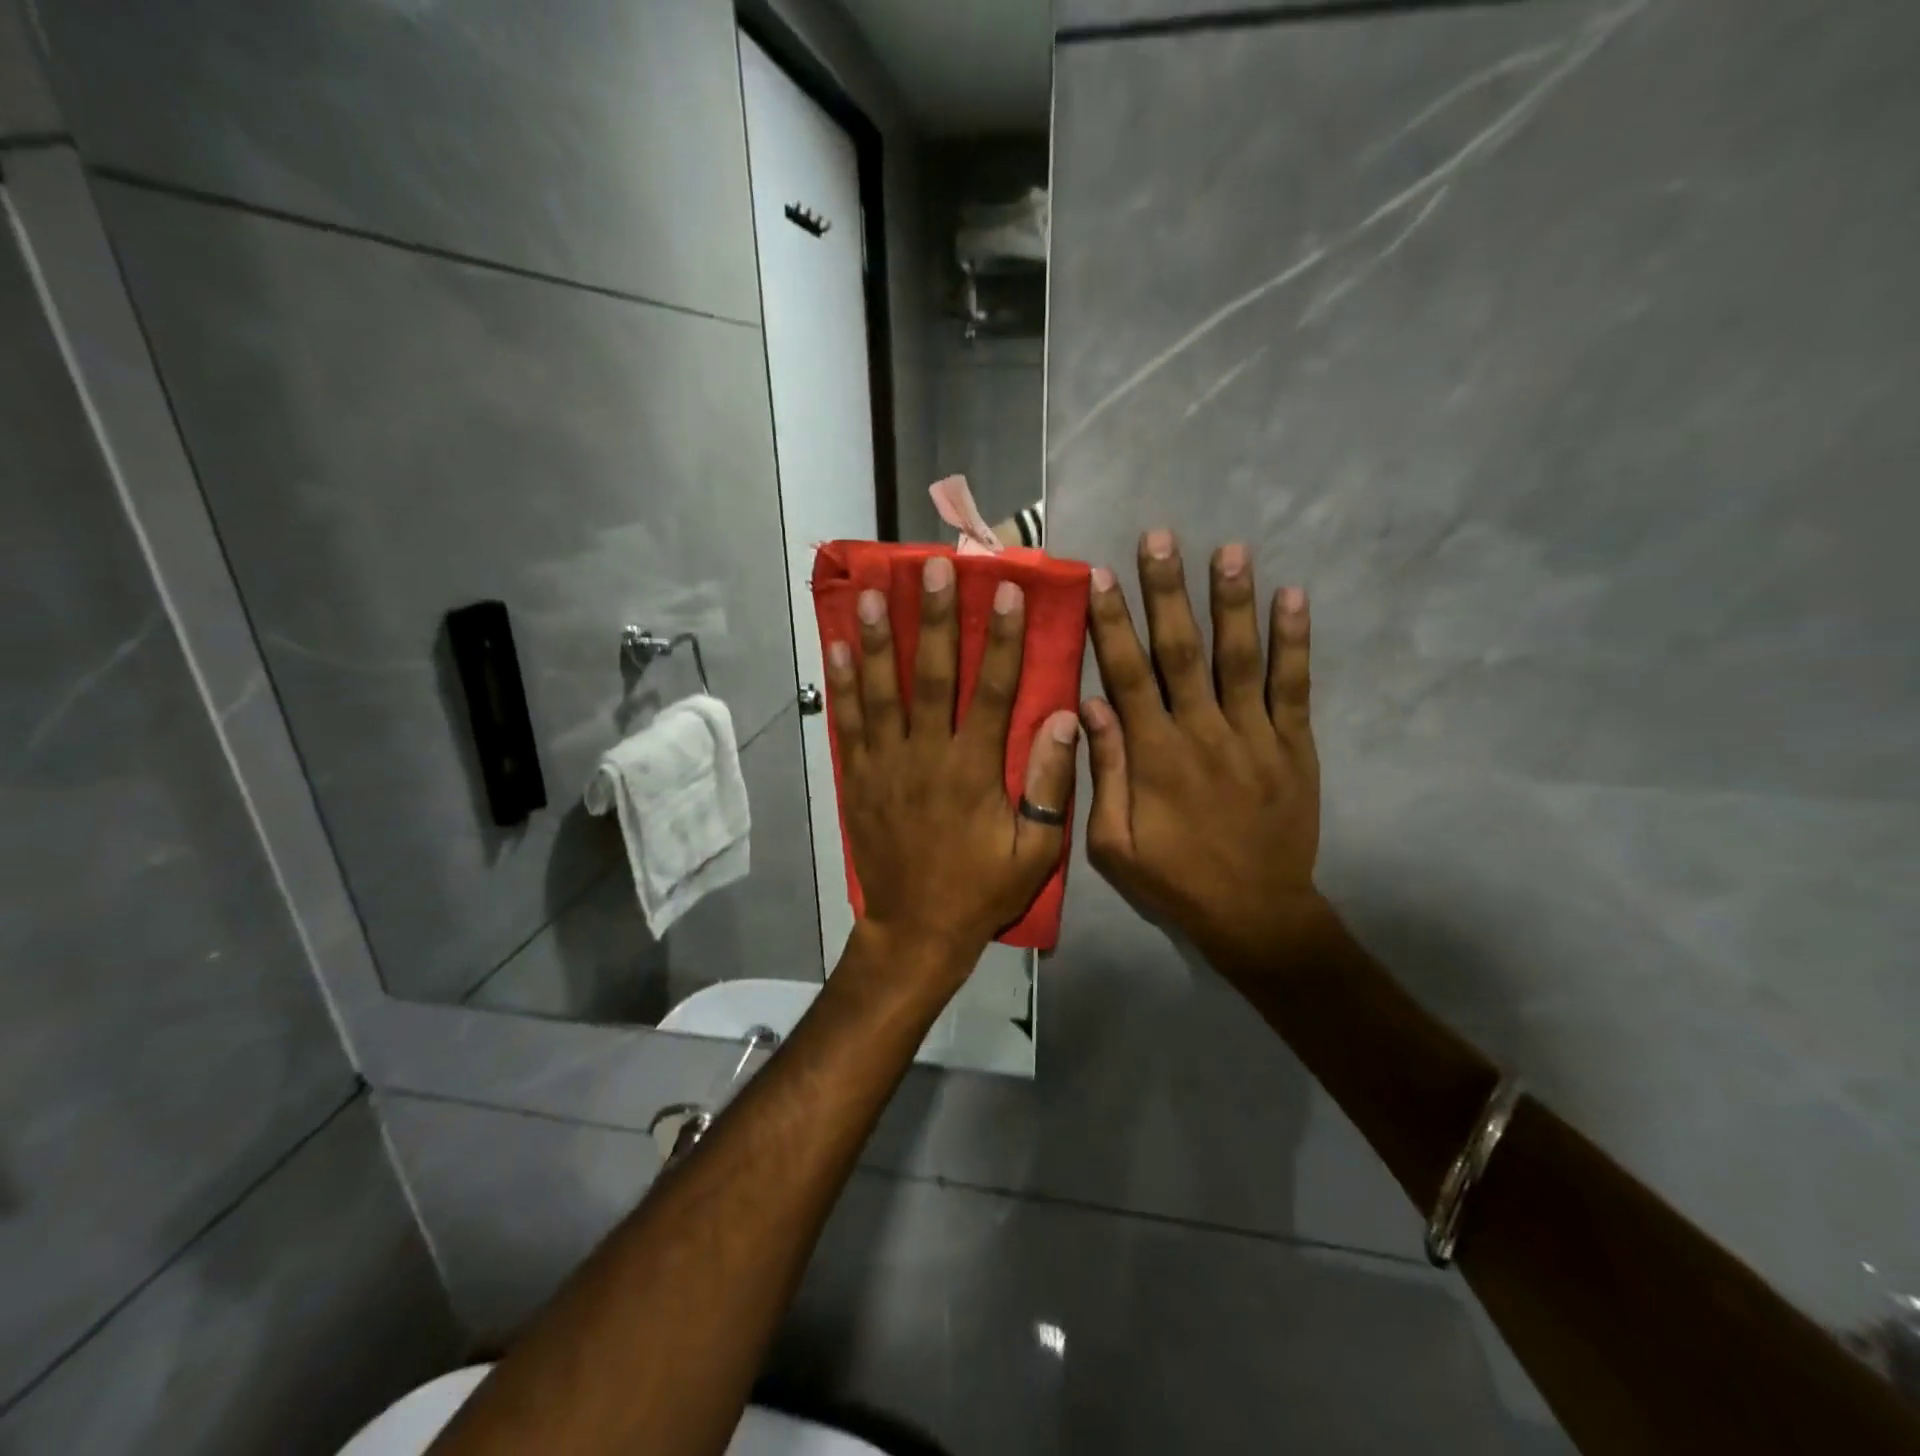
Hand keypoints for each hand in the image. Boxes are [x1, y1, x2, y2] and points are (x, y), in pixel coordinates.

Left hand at [824, 555, 1080, 987]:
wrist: (916, 928)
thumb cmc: (981, 888)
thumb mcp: (1035, 850)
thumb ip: (1050, 784)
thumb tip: (1068, 718)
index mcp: (974, 769)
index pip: (994, 691)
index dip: (1003, 639)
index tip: (1007, 591)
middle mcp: (927, 755)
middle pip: (932, 675)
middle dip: (935, 619)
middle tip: (935, 568)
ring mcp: (885, 764)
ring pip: (881, 691)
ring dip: (876, 640)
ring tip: (871, 593)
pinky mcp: (857, 778)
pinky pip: (848, 724)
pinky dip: (841, 685)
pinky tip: (835, 648)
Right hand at [1081, 531, 1323, 981]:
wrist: (1256, 912)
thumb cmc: (1175, 879)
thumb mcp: (1113, 844)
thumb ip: (1103, 774)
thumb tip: (1089, 706)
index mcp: (1154, 756)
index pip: (1127, 675)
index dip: (1112, 623)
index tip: (1100, 576)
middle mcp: (1203, 733)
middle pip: (1181, 652)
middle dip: (1167, 592)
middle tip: (1160, 538)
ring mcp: (1254, 736)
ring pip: (1240, 658)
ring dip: (1233, 602)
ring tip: (1230, 550)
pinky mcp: (1294, 746)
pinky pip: (1294, 686)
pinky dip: (1294, 641)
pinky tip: (1293, 597)